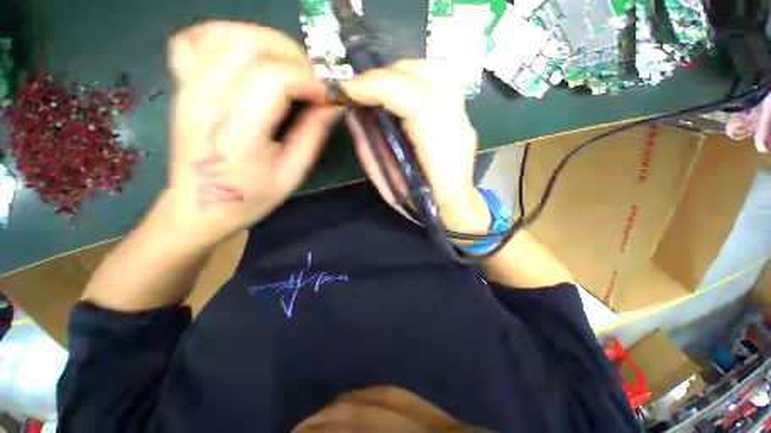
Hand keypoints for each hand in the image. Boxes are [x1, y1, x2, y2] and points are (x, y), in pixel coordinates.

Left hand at [155, 22, 339, 248]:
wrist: (200, 207)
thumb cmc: (251, 197)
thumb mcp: (293, 174)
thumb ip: (313, 135)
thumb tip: (332, 104)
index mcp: (239, 134)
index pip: (273, 79)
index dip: (308, 80)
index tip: (325, 96)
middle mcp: (207, 102)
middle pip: (248, 44)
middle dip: (291, 54)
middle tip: (309, 79)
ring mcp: (188, 88)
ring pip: (225, 33)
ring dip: (265, 41)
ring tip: (285, 66)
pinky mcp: (181, 85)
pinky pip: (194, 38)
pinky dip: (225, 35)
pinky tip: (245, 55)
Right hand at [343, 60, 489, 232]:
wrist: (456, 204)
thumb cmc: (422, 203)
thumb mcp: (388, 185)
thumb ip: (370, 151)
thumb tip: (354, 117)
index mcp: (440, 154)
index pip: (414, 102)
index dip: (378, 88)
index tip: (349, 90)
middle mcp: (457, 127)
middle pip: (424, 79)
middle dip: (384, 77)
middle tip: (359, 88)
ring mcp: (464, 117)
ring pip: (434, 72)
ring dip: (399, 71)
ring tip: (378, 85)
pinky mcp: (462, 113)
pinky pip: (440, 78)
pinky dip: (416, 74)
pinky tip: (401, 86)